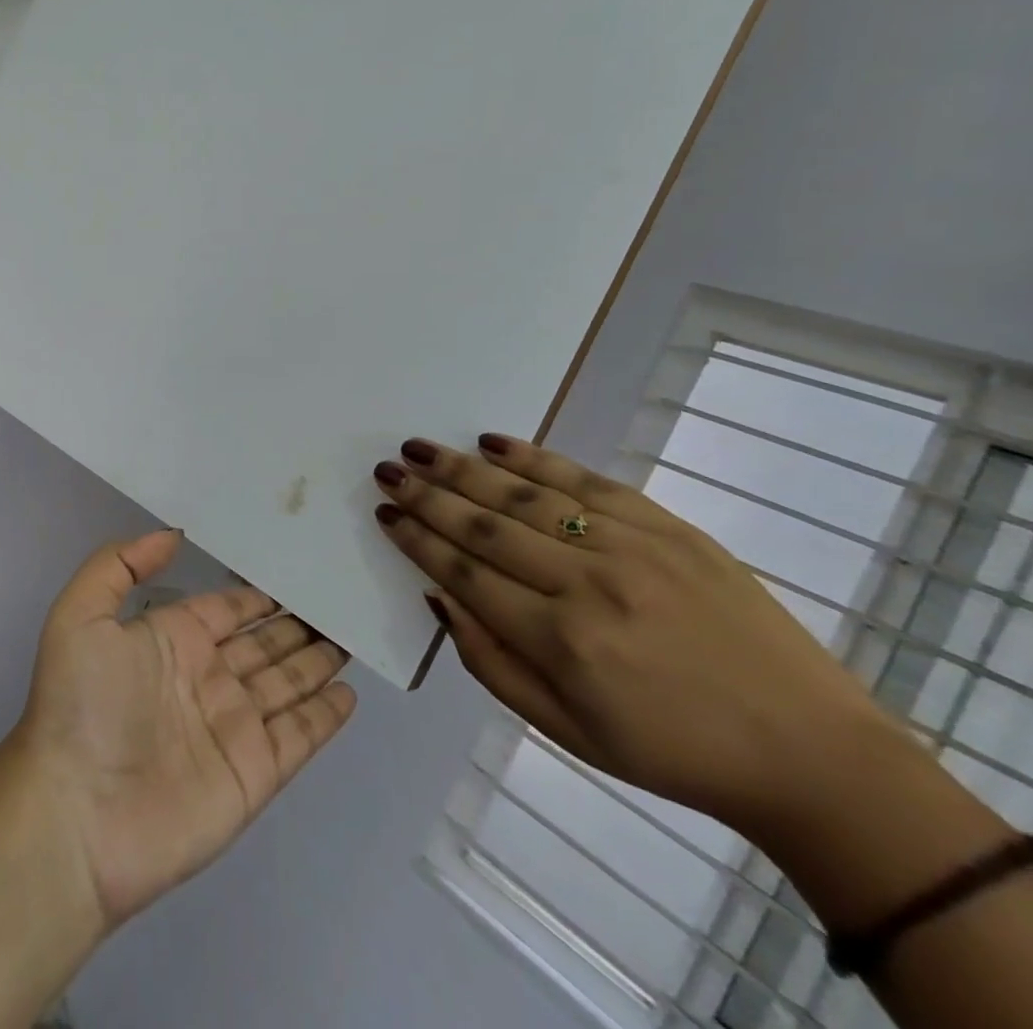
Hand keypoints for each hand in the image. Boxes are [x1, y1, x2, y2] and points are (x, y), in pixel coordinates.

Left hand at [12, 529, 356, 927]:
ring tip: (351, 636)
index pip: (224, 609)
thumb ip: (120, 564)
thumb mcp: (81, 614)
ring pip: (287, 682)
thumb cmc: (81, 705)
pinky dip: (326, 715)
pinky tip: (351, 693)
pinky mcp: (254, 773)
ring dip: (317, 661)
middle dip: (295, 624)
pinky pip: (300, 735)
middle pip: (263, 643)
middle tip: (336, 600)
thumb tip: (172, 535)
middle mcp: (205, 677)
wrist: (78, 814)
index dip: (255, 595)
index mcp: (169, 639)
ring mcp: (232, 726)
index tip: (291, 570)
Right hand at [374, 435, 892, 838]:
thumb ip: (489, 662)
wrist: (812, 754)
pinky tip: (491, 442)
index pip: (464, 573)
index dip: (417, 540)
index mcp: (562, 641)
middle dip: (426, 495)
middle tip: (387, 470)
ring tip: (418, 449)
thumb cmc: (671, 752)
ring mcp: (632, 547)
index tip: (384, 513)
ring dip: (462, 468)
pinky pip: (585, 479)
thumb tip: (438, 596)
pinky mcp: (669, 527)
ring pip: (525, 494)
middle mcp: (590, 583)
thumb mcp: (566, 731)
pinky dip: (532, 457)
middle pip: (485, 525)